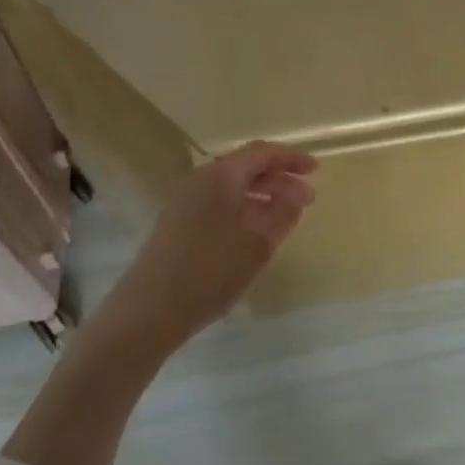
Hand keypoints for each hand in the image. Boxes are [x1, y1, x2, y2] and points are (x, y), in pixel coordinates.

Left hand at [112, 141, 317, 342]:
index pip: (263, 153)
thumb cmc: (211, 270)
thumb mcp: (259, 242)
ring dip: (261, 196)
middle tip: (306, 198)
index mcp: (221, 175)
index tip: (316, 170)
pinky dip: (243, 209)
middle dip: (279, 179)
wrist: (149, 310)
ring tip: (285, 216)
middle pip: (246, 167)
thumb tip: (300, 189)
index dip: (291, 159)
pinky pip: (219, 203)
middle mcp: (201, 180)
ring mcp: (185, 201)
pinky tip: (254, 233)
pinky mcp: (177, 223)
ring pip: (232, 187)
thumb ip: (284, 210)